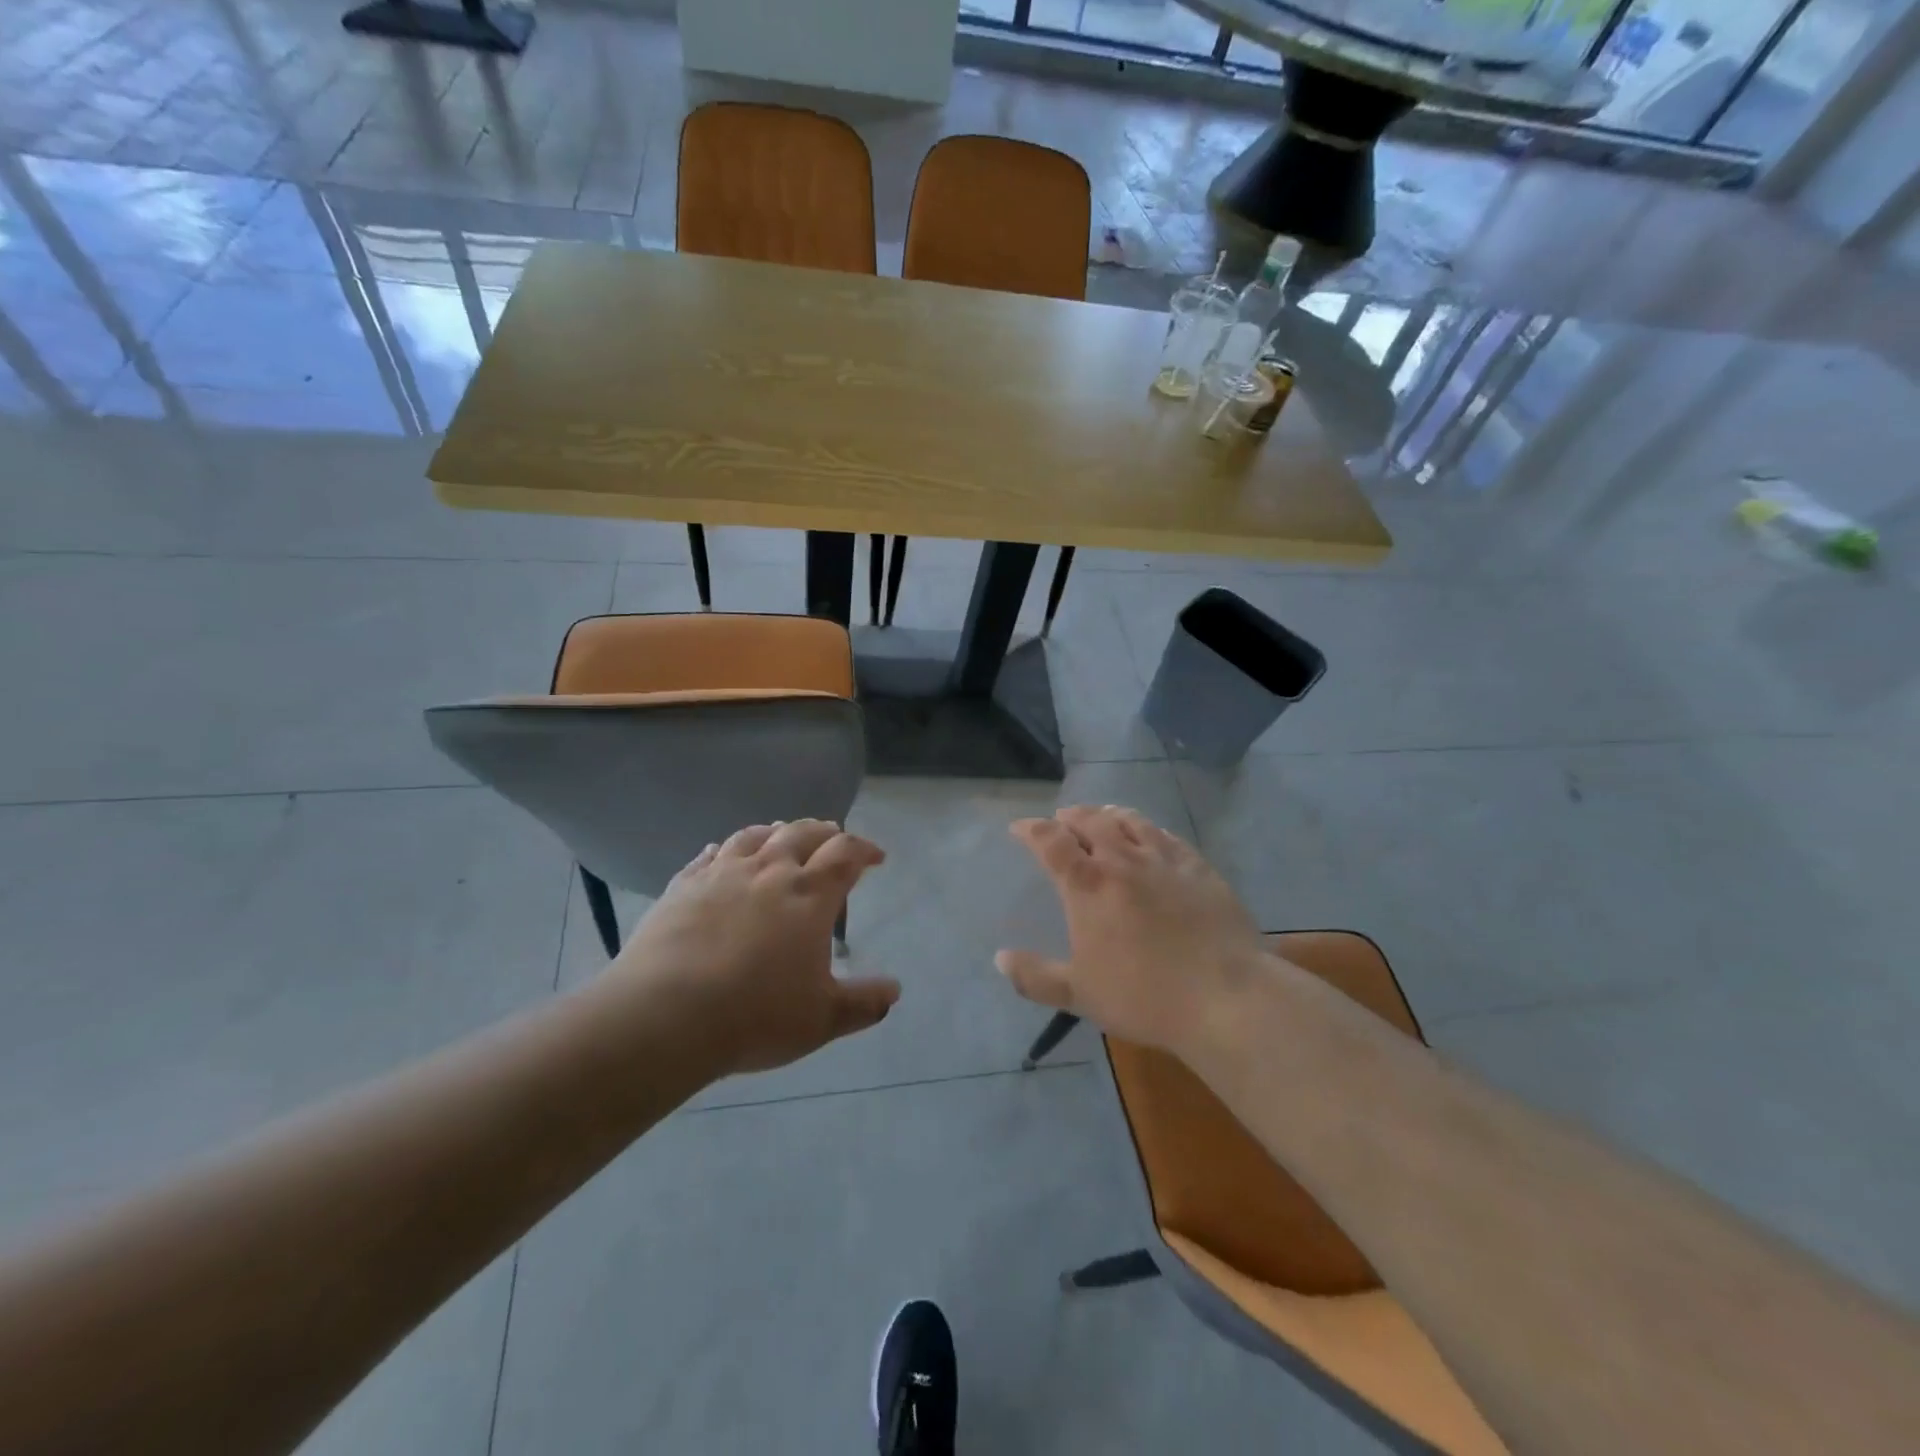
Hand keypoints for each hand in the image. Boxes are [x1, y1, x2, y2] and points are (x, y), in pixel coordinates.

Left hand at [610, 821, 899, 1075]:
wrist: (665, 1015)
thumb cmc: (755, 1016)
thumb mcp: (822, 1020)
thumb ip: (863, 1003)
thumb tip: (894, 991)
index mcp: (810, 894)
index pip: (846, 854)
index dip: (865, 850)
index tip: (875, 857)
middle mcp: (770, 871)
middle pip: (803, 832)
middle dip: (825, 833)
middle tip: (834, 839)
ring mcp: (722, 873)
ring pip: (756, 835)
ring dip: (777, 832)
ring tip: (783, 836)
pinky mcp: (684, 885)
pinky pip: (710, 855)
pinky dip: (725, 849)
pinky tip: (722, 853)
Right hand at [997, 806, 1266, 1057]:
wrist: (1226, 996)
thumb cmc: (1144, 996)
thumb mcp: (1080, 994)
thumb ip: (1036, 977)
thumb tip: (1000, 959)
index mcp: (1088, 886)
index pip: (1051, 842)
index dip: (1032, 829)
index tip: (1020, 827)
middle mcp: (1123, 860)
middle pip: (1091, 821)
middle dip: (1070, 816)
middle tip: (1061, 820)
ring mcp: (1164, 860)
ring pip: (1130, 821)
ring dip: (1108, 814)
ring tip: (1101, 817)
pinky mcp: (1199, 867)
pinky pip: (1167, 835)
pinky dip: (1149, 828)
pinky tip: (1151, 835)